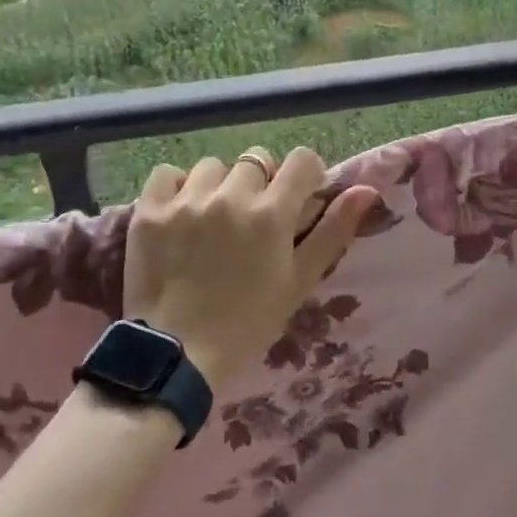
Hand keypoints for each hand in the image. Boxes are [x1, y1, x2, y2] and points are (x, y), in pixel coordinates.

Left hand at [123, 147, 379, 393]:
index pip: (301, 160)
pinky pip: (168, 174)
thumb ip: (333, 231)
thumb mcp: (299, 281)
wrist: (177, 355)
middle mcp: (230, 196)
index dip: (305, 175)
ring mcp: (186, 202)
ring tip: (213, 218)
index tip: (298, 197)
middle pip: (256, 161)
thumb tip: (367, 190)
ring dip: (219, 185)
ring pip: (213, 167)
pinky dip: (178, 187)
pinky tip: (181, 213)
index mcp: (272, 214)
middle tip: (253, 218)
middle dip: (261, 183)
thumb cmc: (248, 323)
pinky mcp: (149, 211)